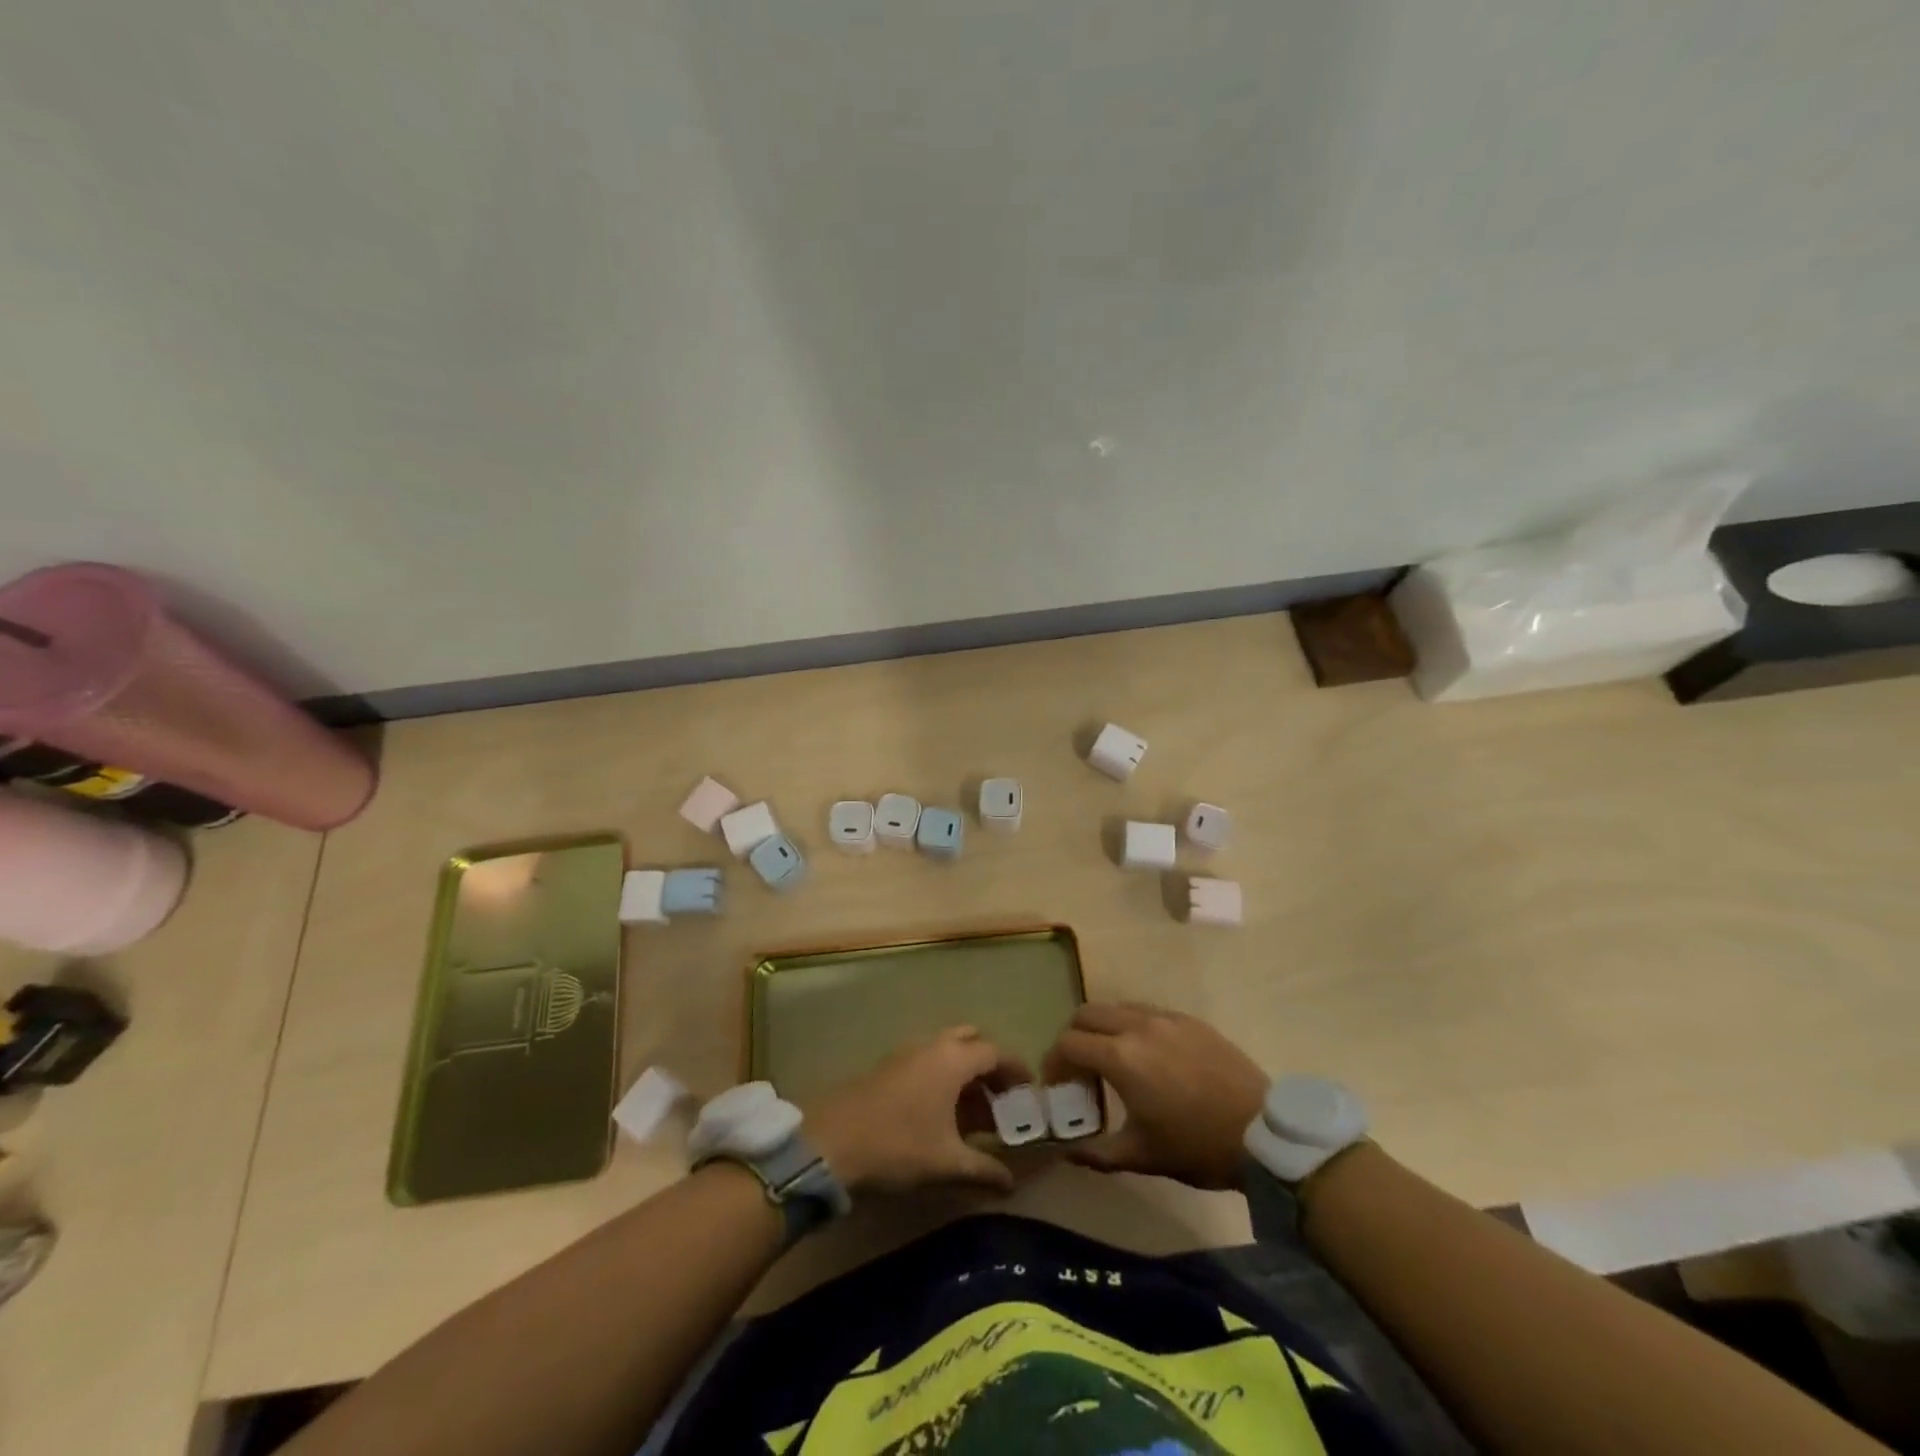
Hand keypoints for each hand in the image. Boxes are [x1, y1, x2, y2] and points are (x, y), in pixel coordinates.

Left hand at [805, 1027, 1029, 1195]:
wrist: (831, 1143)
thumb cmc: (898, 1146)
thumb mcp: (947, 1163)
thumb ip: (983, 1169)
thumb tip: (1010, 1182)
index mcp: (953, 1059)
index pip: (995, 1052)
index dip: (1016, 1070)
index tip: (1030, 1092)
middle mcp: (932, 1046)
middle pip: (971, 1041)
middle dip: (990, 1065)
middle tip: (1002, 1097)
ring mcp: (906, 1053)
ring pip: (947, 1051)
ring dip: (965, 1073)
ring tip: (976, 1113)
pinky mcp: (888, 1067)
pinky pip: (928, 1062)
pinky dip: (943, 1078)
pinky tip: (942, 1115)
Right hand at [1044, 1002, 1269, 1189]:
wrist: (1263, 1133)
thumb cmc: (1197, 1146)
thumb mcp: (1142, 1156)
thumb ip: (1097, 1153)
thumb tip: (1066, 1152)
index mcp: (1121, 1057)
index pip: (1069, 1043)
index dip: (1053, 1062)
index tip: (1054, 1084)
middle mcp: (1138, 1026)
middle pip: (1087, 1013)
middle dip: (1073, 1036)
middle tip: (1076, 1066)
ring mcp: (1167, 1018)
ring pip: (1118, 1007)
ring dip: (1103, 1027)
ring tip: (1110, 1057)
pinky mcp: (1190, 1020)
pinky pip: (1148, 1011)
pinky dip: (1132, 1025)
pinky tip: (1146, 1053)